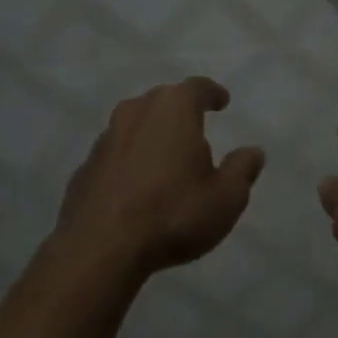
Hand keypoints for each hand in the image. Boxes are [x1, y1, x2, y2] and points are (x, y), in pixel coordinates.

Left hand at [56, 78, 264, 278]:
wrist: (100, 249)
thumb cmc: (173, 214)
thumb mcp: (226, 198)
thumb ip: (242, 170)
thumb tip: (253, 151)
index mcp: (173, 109)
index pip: (197, 88)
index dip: (212, 93)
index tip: (222, 102)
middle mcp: (137, 112)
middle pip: (162, 100)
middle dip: (179, 110)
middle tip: (195, 127)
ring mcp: (105, 139)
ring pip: (134, 124)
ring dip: (151, 134)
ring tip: (165, 156)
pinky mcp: (85, 168)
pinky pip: (115, 154)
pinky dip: (129, 160)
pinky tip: (136, 185)